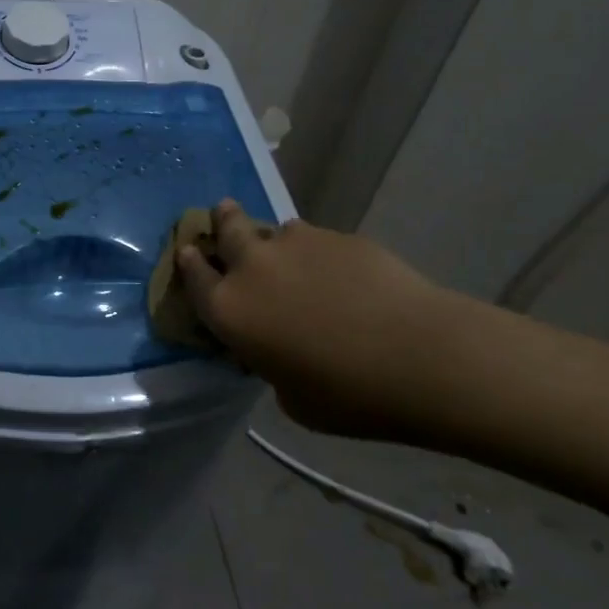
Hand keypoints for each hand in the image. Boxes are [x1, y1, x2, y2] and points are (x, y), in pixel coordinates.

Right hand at [176, 200, 452, 436]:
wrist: (419, 356)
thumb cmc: (347, 395)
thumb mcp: (290, 396)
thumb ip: (269, 362)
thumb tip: (277, 347)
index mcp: (230, 309)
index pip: (194, 277)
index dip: (190, 263)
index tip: (189, 252)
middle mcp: (253, 267)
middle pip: (226, 228)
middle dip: (222, 220)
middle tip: (223, 212)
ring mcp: (297, 244)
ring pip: (276, 230)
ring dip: (277, 241)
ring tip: (295, 258)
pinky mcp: (339, 236)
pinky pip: (317, 240)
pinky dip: (319, 253)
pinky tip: (344, 276)